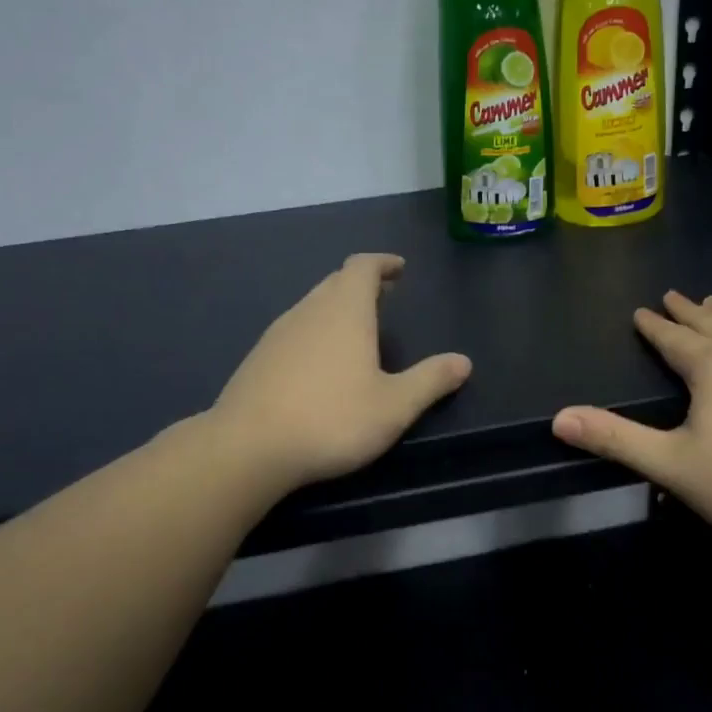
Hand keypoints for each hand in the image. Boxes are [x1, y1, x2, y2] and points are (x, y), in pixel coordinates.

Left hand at [210, 254, 471, 492]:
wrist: (248, 448)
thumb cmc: (332, 419)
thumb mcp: (394, 406)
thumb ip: (430, 381)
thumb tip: (463, 361)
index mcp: (345, 311)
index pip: (362, 267)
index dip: (382, 263)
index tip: (398, 268)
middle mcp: (308, 311)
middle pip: (336, 282)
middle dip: (362, 284)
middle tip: (385, 296)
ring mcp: (277, 334)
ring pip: (312, 306)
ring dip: (336, 308)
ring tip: (357, 329)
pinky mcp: (257, 359)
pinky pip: (294, 331)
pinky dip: (315, 332)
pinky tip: (320, 364)